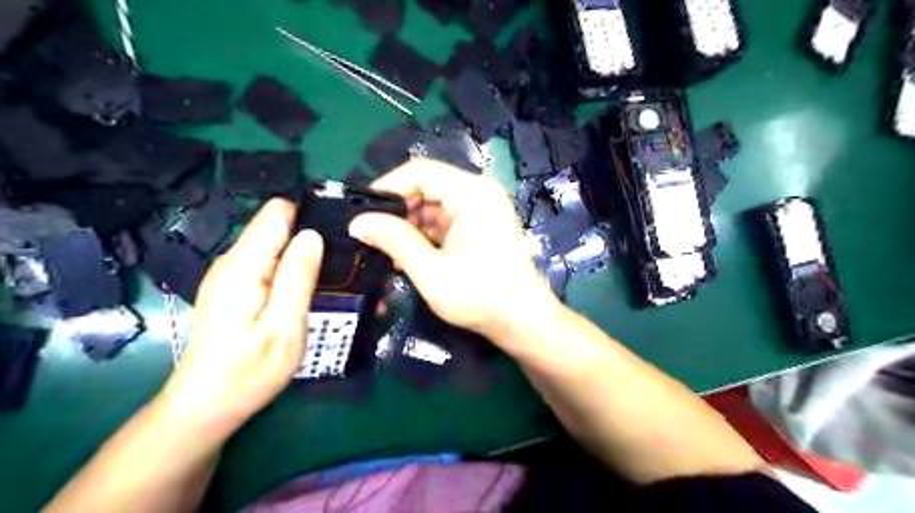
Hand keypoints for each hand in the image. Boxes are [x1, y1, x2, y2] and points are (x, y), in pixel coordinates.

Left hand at [157, 198, 323, 437]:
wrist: (207, 405)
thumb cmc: (248, 371)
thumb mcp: (284, 326)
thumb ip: (298, 277)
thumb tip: (312, 235)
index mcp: (244, 266)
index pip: (277, 213)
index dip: (310, 217)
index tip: (338, 236)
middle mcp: (233, 261)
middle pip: (278, 227)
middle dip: (311, 239)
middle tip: (342, 266)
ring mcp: (231, 275)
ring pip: (276, 246)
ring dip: (304, 257)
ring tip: (331, 280)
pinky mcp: (234, 288)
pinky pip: (269, 264)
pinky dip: (291, 271)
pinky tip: (307, 292)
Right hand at [350, 160, 556, 353]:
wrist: (522, 321)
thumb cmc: (481, 297)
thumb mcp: (431, 271)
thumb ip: (395, 241)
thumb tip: (357, 222)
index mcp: (472, 193)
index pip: (420, 172)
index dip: (387, 187)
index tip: (360, 211)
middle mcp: (477, 193)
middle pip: (426, 186)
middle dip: (396, 210)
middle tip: (369, 235)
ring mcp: (479, 210)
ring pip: (431, 205)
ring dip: (407, 226)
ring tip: (383, 250)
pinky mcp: (477, 226)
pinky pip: (442, 220)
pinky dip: (422, 235)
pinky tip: (405, 256)